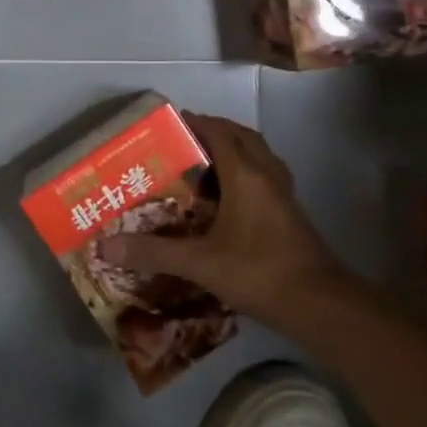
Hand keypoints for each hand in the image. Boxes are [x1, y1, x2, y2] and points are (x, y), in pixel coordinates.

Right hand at [98, 114, 349, 333]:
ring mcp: (284, 193)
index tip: (170, 123)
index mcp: (245, 174)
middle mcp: (267, 174)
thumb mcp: (200, 263)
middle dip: (215, 131)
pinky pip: (267, 176)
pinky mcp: (292, 212)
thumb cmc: (258, 271)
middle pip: (242, 137)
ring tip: (206, 163)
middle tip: (186, 141)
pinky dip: (248, 172)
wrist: (320, 304)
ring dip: (235, 149)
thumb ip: (154, 252)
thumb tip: (106, 245)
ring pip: (259, 155)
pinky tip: (232, 197)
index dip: (195, 122)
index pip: (218, 131)